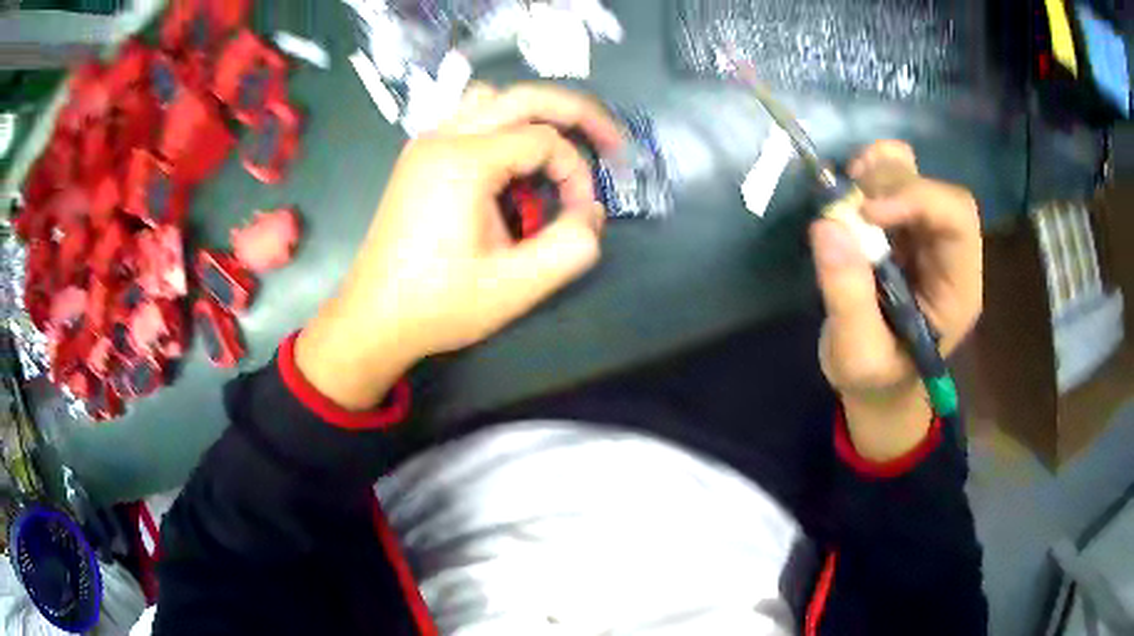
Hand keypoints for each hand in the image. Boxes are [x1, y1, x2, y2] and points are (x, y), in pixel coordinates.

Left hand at [296, 84, 622, 409]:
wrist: (373, 319)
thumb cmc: (437, 305)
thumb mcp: (514, 288)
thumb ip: (570, 248)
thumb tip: (591, 212)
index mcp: (464, 161)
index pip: (544, 140)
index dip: (576, 172)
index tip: (580, 213)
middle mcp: (443, 138)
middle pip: (524, 97)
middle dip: (576, 113)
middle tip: (610, 140)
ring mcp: (426, 144)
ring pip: (492, 100)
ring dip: (534, 114)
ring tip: (559, 146)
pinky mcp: (419, 158)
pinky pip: (469, 118)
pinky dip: (503, 126)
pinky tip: (513, 159)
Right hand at [810, 141, 981, 459]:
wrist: (878, 382)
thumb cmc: (876, 377)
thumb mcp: (858, 355)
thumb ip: (848, 298)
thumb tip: (827, 225)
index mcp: (957, 288)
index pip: (957, 220)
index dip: (917, 200)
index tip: (866, 212)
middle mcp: (950, 254)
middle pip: (937, 191)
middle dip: (893, 185)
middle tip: (849, 203)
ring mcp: (927, 236)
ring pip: (918, 176)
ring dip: (880, 171)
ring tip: (847, 188)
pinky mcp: (903, 228)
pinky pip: (896, 179)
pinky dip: (872, 171)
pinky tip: (851, 183)